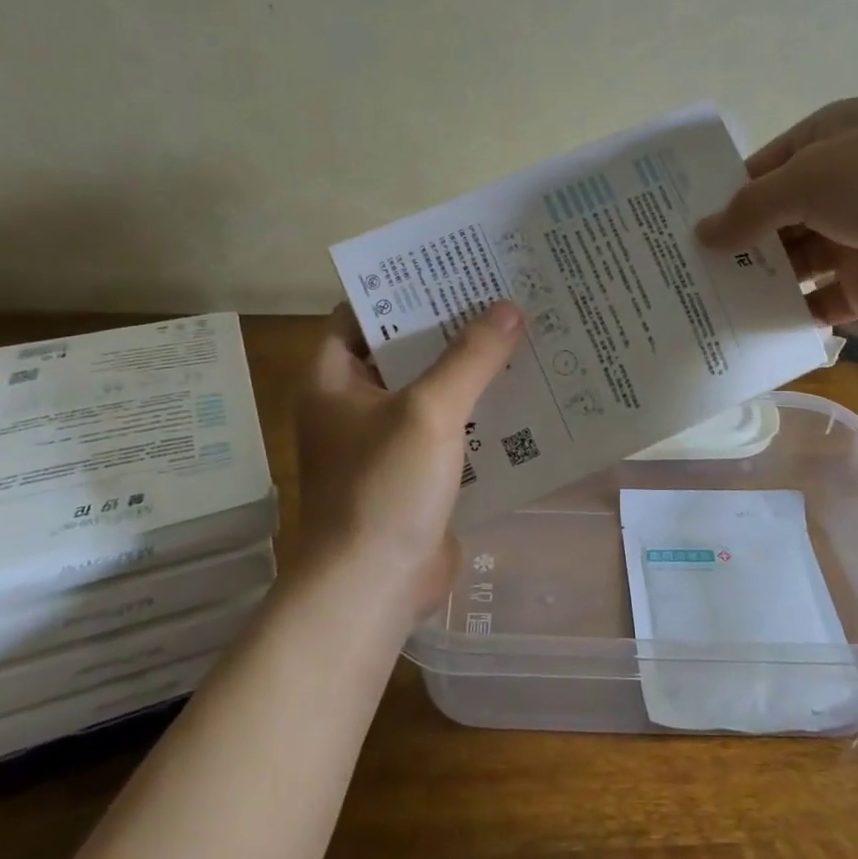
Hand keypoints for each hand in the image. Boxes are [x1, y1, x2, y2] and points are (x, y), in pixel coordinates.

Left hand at [293, 302, 523, 620]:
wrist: (373, 589)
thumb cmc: (383, 489)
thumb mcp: (429, 412)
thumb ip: (470, 358)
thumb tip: (508, 307)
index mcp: (335, 379)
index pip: (362, 313)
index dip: (403, 288)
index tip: (451, 269)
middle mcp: (354, 404)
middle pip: (404, 350)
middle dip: (450, 327)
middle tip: (501, 296)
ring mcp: (384, 441)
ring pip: (431, 390)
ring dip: (469, 371)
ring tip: (521, 336)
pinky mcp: (414, 473)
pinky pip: (448, 429)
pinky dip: (478, 413)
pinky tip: (522, 396)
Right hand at [695, 97, 857, 325]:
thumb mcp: (810, 179)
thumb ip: (751, 209)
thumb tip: (702, 234)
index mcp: (830, 140)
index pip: (763, 167)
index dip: (724, 194)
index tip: (683, 223)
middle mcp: (841, 186)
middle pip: (774, 218)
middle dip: (735, 242)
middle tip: (682, 269)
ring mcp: (856, 236)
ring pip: (793, 262)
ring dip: (757, 280)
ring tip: (703, 300)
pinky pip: (818, 301)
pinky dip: (789, 314)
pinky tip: (749, 326)